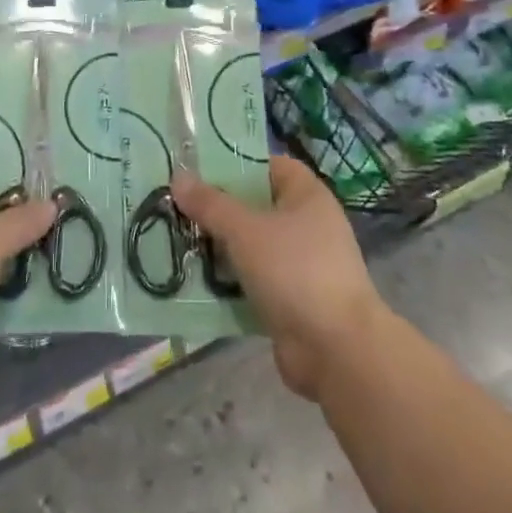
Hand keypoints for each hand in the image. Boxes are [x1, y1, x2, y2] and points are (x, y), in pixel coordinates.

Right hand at [173, 157, 380, 401]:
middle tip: (176, 203)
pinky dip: (228, 279)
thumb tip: (178, 177)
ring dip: (218, 245)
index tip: (197, 166)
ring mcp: (300, 264)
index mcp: (307, 196)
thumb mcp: (245, 230)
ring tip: (176, 238)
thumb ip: (210, 204)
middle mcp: (307, 224)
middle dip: (217, 207)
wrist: (336, 350)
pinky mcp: (291, 299)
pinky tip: (194, 278)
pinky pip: (252, 279)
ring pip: (250, 244)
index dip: (235, 162)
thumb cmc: (294, 271)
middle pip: (255, 205)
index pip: (269, 164)